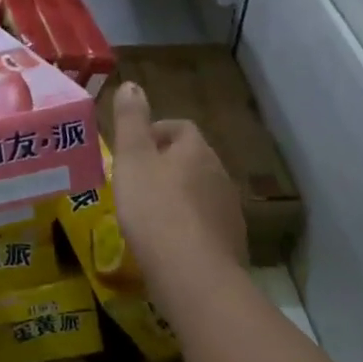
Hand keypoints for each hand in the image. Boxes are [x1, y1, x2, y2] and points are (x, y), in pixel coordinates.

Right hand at [110, 82, 247, 281]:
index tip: (133, 150)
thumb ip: (131, 121)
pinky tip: (167, 246)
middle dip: (166, 166)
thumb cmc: (155, 210)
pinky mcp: (231, 246)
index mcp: (196, 150)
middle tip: (135, 183)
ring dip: (178, 197)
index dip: (156, 132)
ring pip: (200, 193)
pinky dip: (187, 228)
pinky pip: (205, 226)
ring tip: (148, 216)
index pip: (180, 128)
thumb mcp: (132, 159)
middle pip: (192, 160)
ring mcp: (230, 212)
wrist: (194, 277)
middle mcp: (220, 175)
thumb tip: (133, 84)